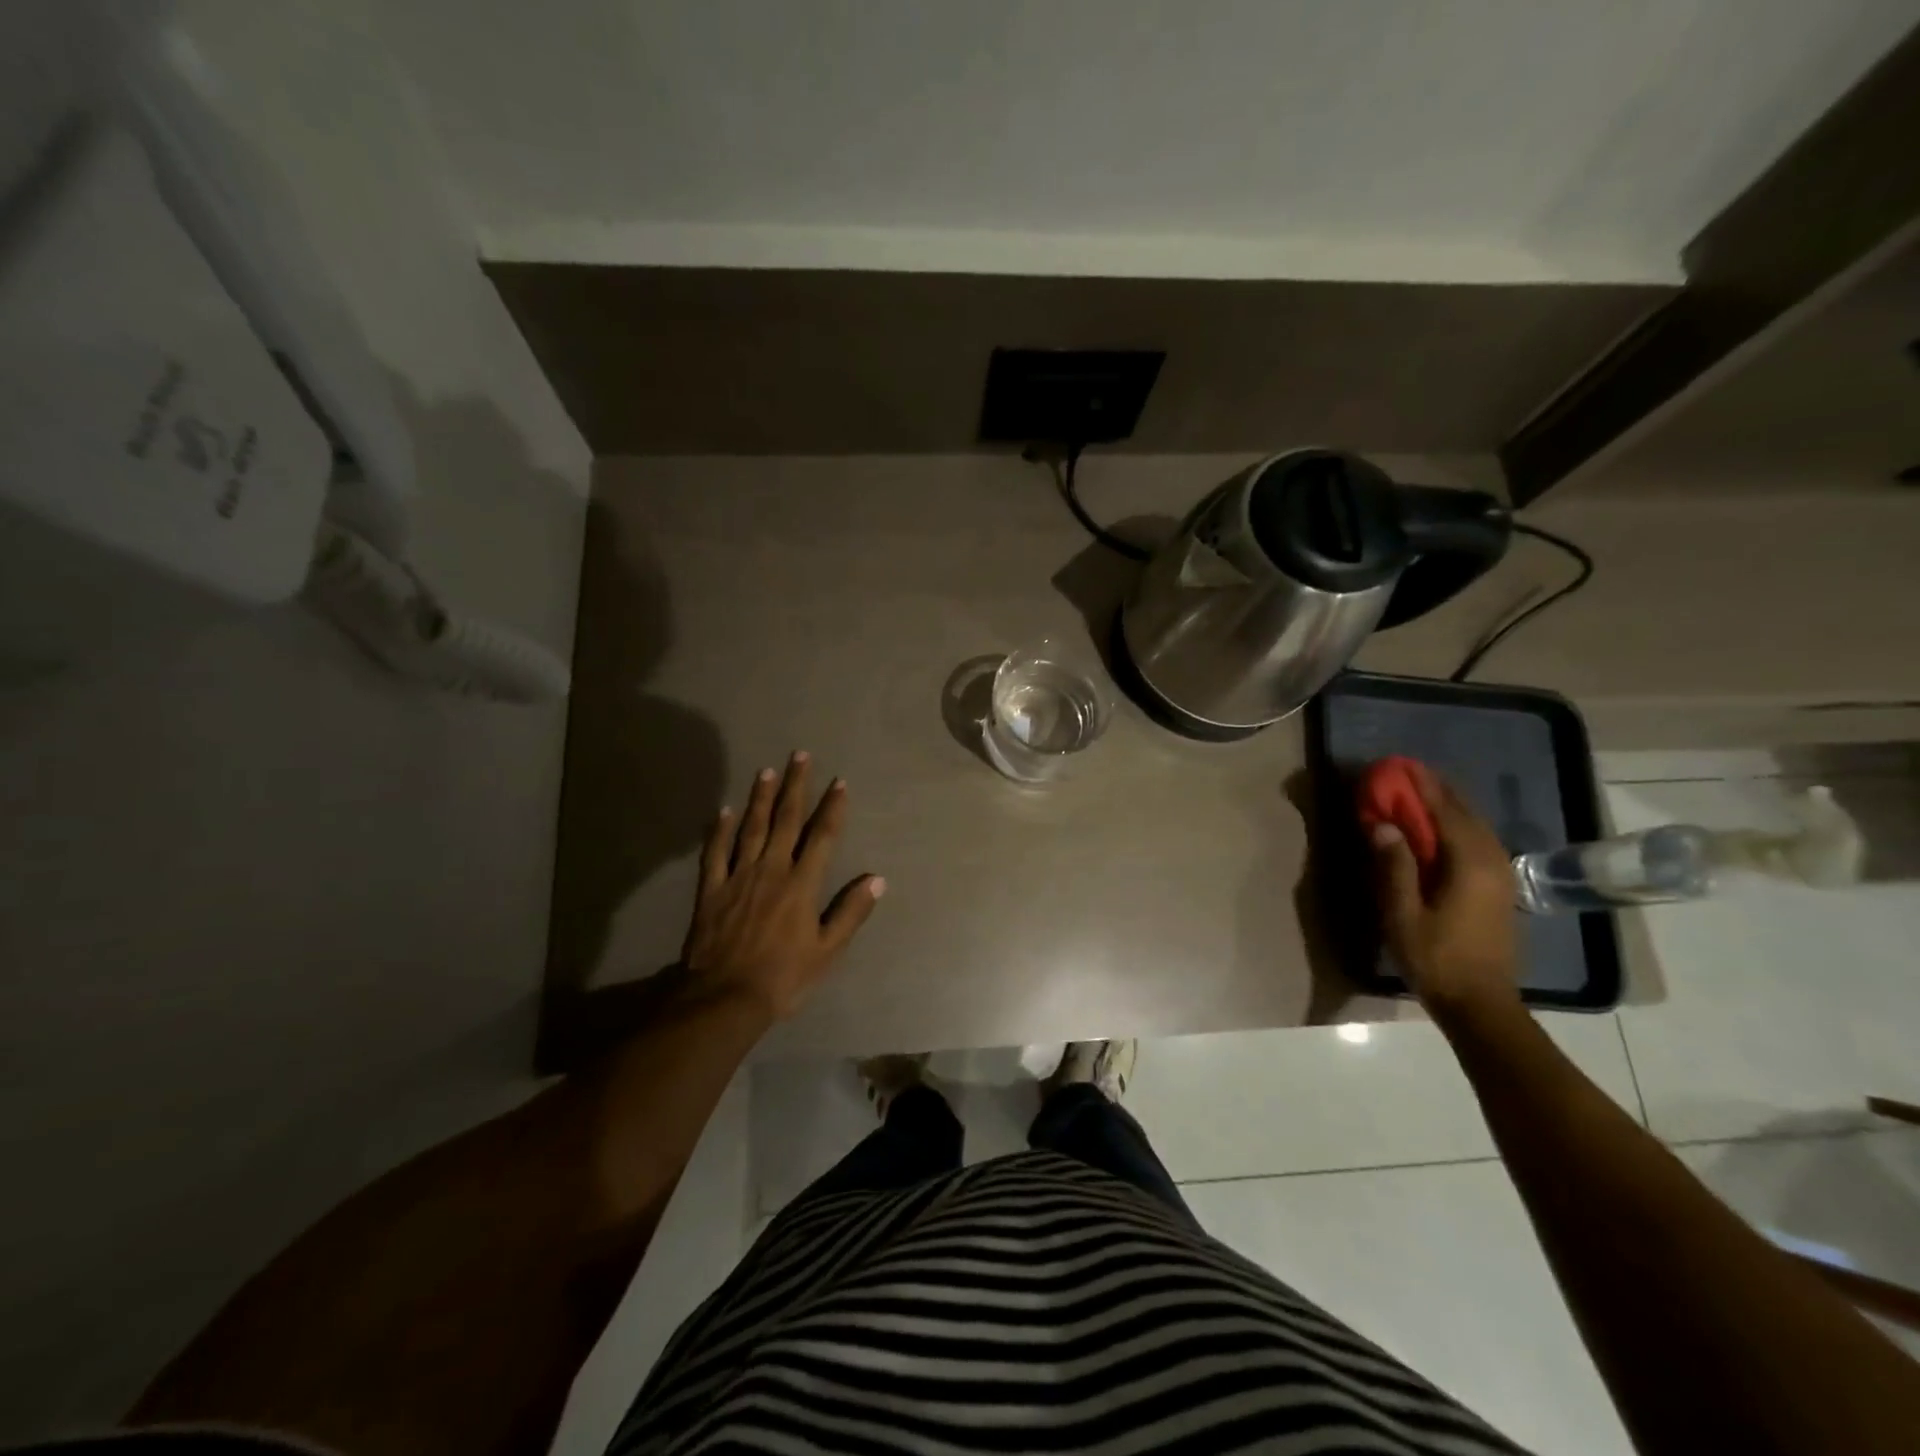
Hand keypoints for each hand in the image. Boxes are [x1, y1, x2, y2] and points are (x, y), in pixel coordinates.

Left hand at [681, 751, 884, 1019]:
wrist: (724, 998)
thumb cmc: (783, 977)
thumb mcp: (827, 951)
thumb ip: (851, 912)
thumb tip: (877, 879)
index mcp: (802, 884)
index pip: (822, 836)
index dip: (832, 807)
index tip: (839, 782)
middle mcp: (771, 870)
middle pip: (786, 820)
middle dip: (796, 786)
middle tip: (800, 755)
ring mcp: (738, 876)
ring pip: (751, 828)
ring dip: (760, 797)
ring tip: (767, 770)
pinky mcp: (711, 889)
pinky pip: (715, 852)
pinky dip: (719, 830)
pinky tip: (724, 810)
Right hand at [1370, 761, 1520, 1017]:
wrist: (1480, 1004)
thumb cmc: (1435, 958)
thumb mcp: (1402, 914)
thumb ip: (1393, 866)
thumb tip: (1383, 824)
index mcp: (1468, 863)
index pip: (1444, 810)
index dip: (1421, 785)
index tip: (1398, 765)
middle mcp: (1491, 860)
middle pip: (1464, 812)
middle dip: (1435, 790)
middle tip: (1404, 774)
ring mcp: (1500, 874)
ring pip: (1475, 825)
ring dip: (1448, 805)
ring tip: (1418, 793)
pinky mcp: (1499, 887)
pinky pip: (1478, 840)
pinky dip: (1457, 824)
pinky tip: (1438, 827)